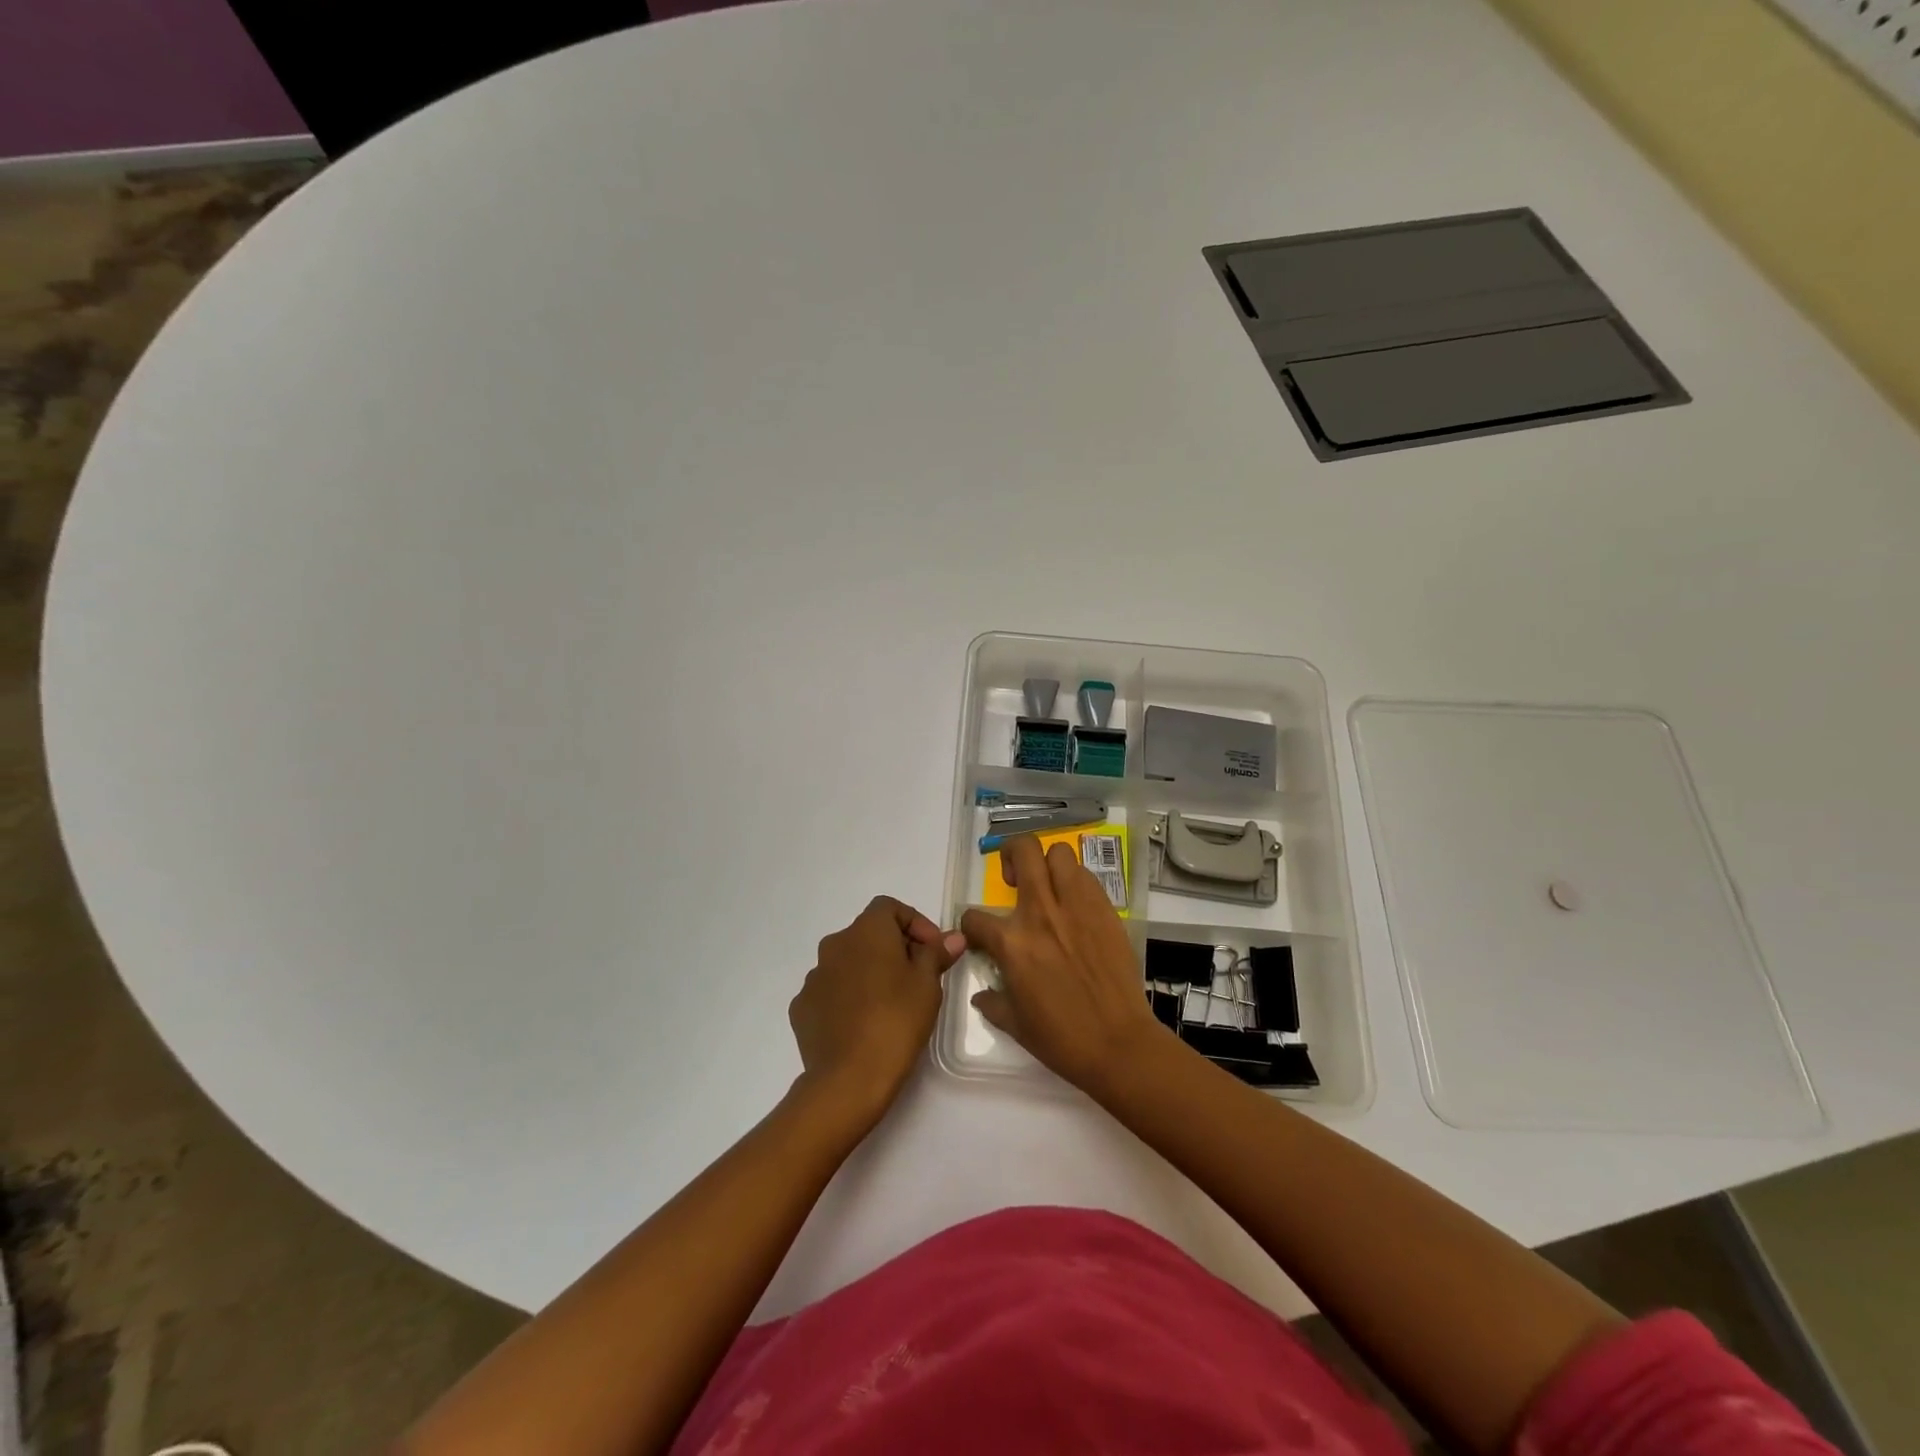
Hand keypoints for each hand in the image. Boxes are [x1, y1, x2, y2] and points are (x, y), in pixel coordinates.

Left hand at [789, 896, 964, 1125]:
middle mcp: (835, 944)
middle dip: (894, 949)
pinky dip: (848, 997)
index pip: (889, 907)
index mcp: (866, 931)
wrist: (848, 1078)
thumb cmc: (896, 1021)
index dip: (915, 923)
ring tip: (891, 1004)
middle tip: (917, 978)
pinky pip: (831, 991)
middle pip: (868, 934)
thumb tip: (953, 937)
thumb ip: (937, 953)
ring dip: (869, 973)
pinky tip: (863, 1023)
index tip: (932, 950)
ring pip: (848, 963)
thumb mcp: (927, 984)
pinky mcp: (802, 1007)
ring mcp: (814, 976)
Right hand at [961, 835, 1167, 1096]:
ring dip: (1048, 863)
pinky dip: (1075, 882)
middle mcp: (1041, 913)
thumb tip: (982, 995)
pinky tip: (1075, 905)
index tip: (979, 937)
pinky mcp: (1105, 910)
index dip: (971, 927)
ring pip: (1059, 852)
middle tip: (1012, 878)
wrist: (1118, 1044)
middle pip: (1023, 851)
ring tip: (1048, 884)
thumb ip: (993, 1002)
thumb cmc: (1062, 1039)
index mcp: (1012, 943)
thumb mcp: (1015, 1025)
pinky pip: (1087, 877)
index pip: (974, 917)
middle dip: (1010, 854)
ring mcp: (1076, 906)